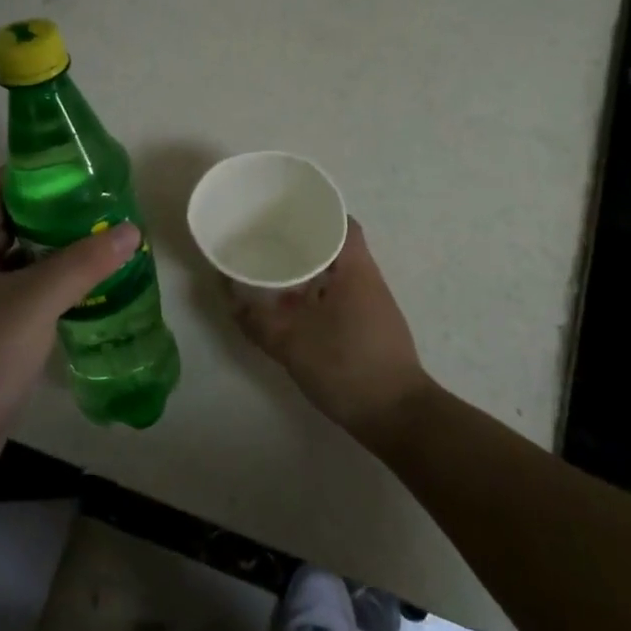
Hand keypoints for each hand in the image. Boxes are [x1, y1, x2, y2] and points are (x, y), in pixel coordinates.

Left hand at [0, 173, 139, 467]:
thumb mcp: (34, 302)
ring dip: (55, 247)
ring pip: (19, 256)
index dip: (36, 173)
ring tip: (102, 236)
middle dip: (54, 211)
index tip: (79, 169)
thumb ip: (83, 263)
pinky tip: (85, 282)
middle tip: (101, 204)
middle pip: (11, 220)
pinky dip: (50, 280)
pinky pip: (22, 288)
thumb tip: (131, 230)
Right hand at [231, 218, 435, 444]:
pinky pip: (340, 300)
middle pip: (337, 249)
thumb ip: (258, 321)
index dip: (318, 213)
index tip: (288, 213)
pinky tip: (294, 312)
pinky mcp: (371, 331)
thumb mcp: (292, 342)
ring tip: (275, 275)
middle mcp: (368, 281)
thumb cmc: (347, 365)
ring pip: (337, 277)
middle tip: (270, 243)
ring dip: (310, 274)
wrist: (397, 416)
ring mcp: (373, 308)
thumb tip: (232, 302)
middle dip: (305, 244)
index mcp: (356, 270)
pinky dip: (317, 298)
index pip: (343, 224)